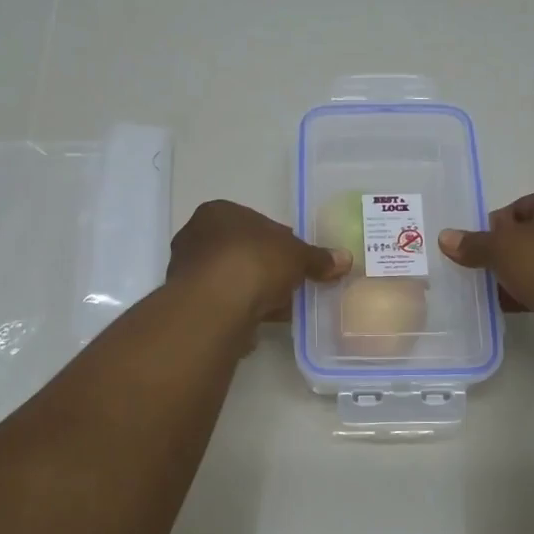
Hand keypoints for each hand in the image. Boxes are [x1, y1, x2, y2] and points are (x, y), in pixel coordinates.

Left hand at [169, 200, 350, 324]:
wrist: (214, 305)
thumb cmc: (254, 261)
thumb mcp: (296, 255)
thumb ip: (318, 258)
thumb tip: (345, 259)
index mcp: (218, 212)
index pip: (256, 222)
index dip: (281, 241)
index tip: (298, 260)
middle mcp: (196, 236)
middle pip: (242, 251)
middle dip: (267, 268)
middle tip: (292, 284)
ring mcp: (189, 272)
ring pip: (232, 279)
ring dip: (255, 292)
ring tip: (282, 308)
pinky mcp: (189, 304)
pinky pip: (224, 303)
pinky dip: (242, 310)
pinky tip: (262, 321)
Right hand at [438, 187, 533, 339]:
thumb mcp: (501, 247)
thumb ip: (473, 243)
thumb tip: (446, 238)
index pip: (523, 207)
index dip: (497, 227)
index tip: (481, 248)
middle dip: (510, 253)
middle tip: (486, 269)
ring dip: (522, 276)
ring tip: (497, 291)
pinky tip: (516, 306)